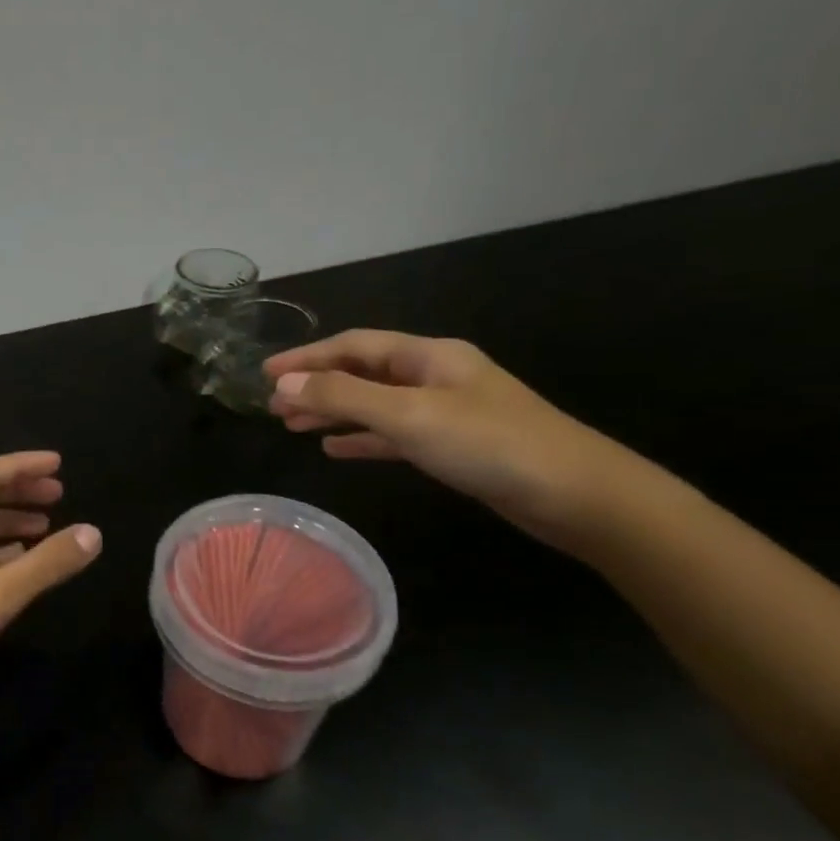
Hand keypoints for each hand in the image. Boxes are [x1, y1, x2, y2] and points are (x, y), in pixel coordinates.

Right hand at [265, 330, 635, 545]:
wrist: (574, 494)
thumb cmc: (489, 444)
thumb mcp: (409, 415)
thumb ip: (343, 398)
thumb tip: (283, 384)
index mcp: (428, 356)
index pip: (354, 346)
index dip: (307, 356)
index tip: (265, 373)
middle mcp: (434, 376)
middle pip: (362, 372)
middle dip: (316, 385)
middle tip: (272, 406)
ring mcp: (444, 411)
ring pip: (373, 404)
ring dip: (332, 412)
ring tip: (291, 428)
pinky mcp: (451, 446)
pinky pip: (392, 434)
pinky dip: (360, 439)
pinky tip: (334, 450)